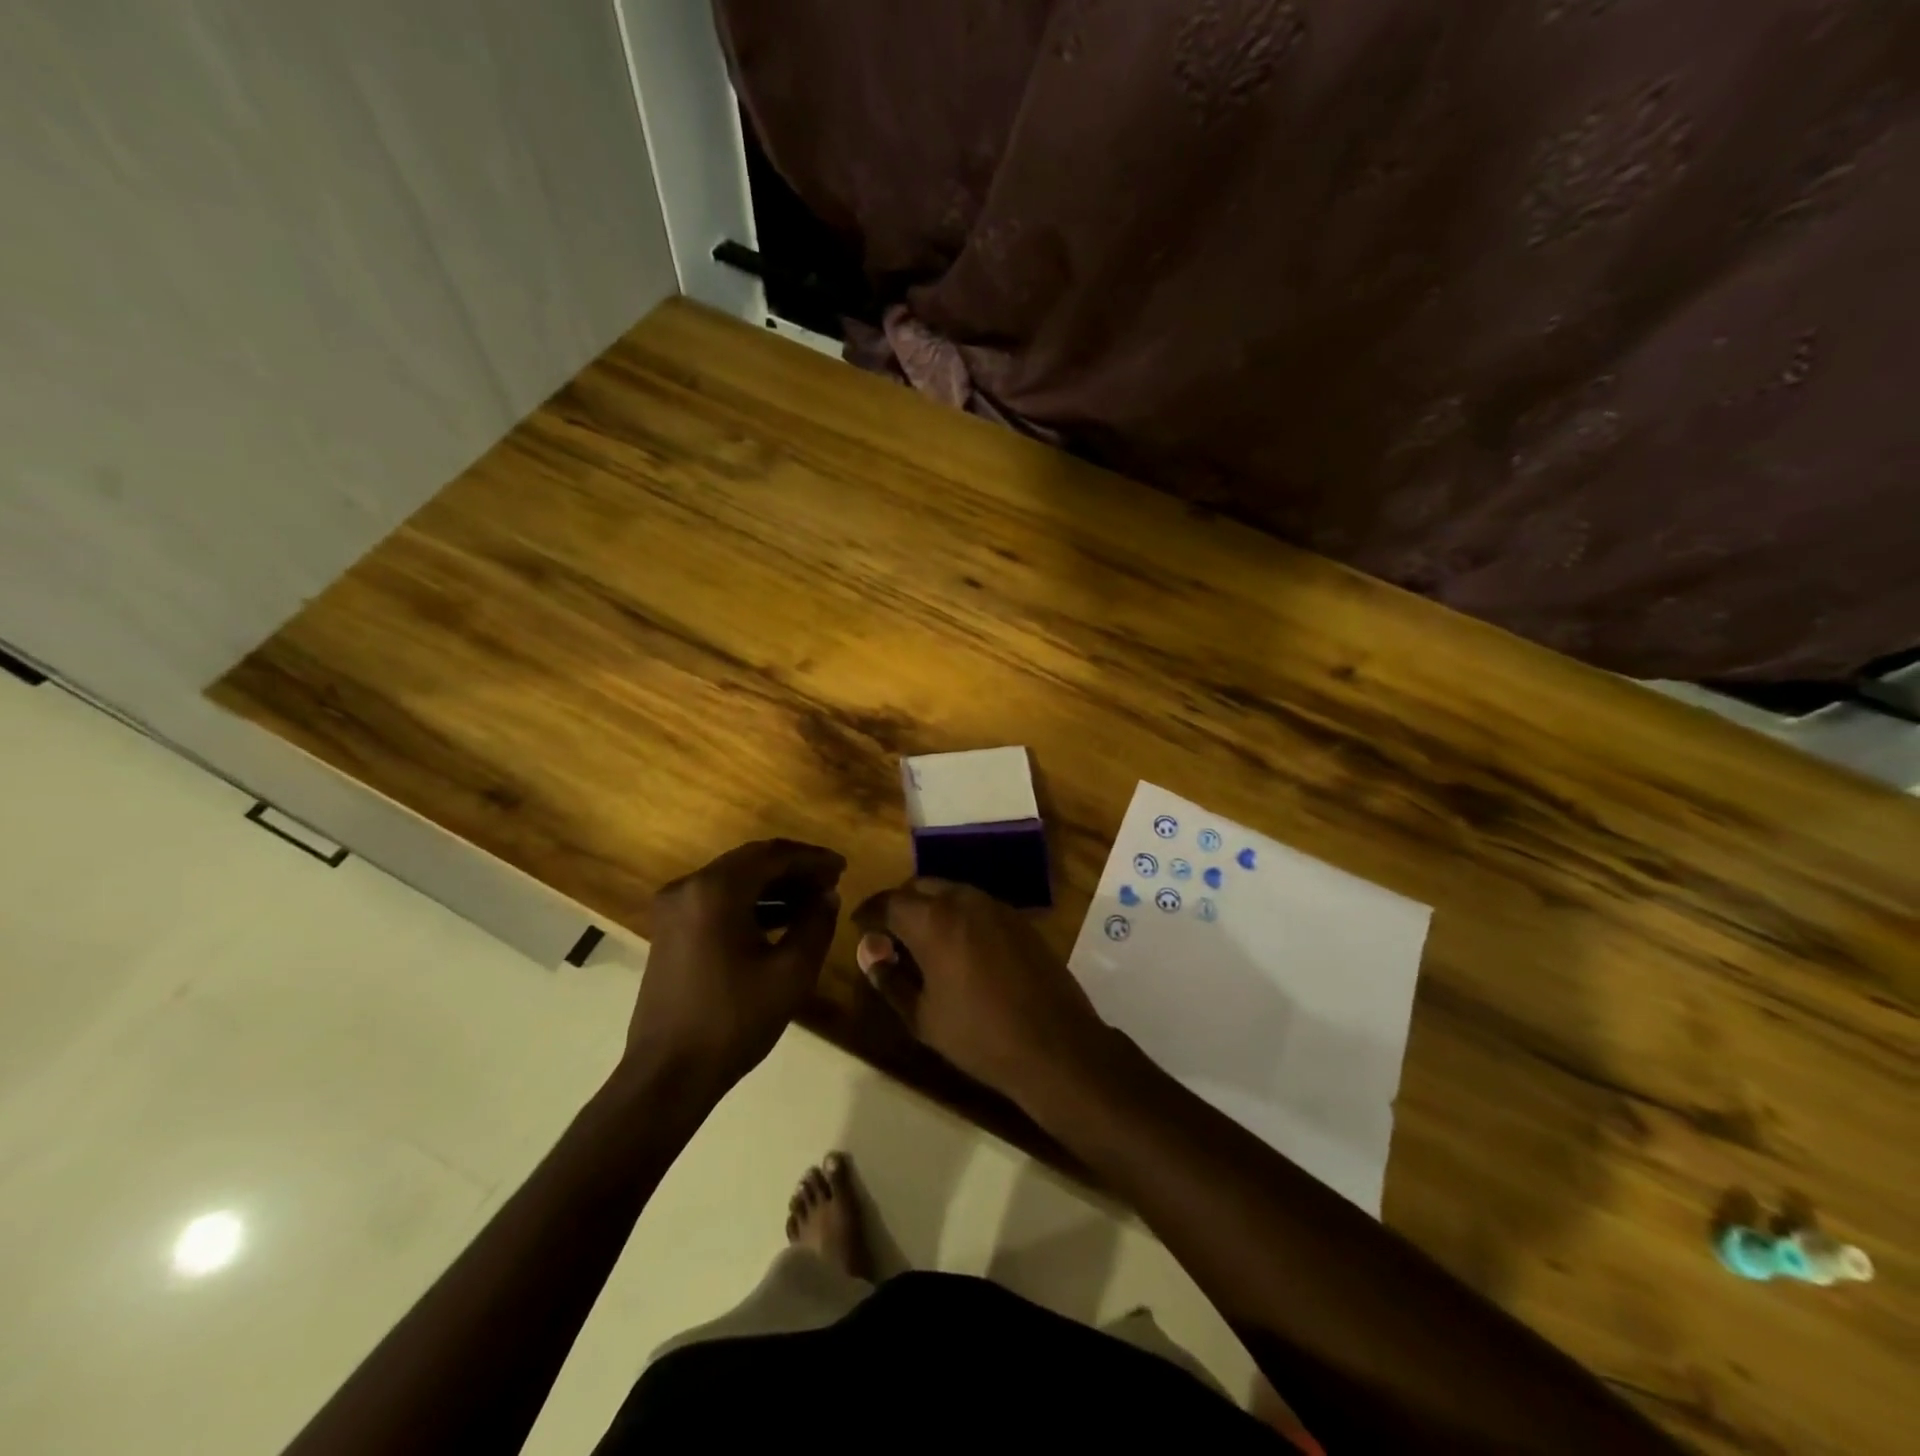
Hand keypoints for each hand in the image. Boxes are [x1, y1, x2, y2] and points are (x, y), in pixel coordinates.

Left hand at [626, 839, 845, 1091]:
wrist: (667, 1075)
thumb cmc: (733, 1020)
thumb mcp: (791, 973)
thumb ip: (816, 924)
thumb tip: (827, 896)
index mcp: (716, 890)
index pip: (773, 855)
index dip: (812, 858)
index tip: (842, 868)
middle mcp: (689, 887)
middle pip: (751, 862)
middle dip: (794, 869)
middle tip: (831, 882)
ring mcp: (674, 909)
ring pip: (734, 881)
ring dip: (773, 886)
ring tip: (813, 901)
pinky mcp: (670, 931)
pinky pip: (717, 901)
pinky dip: (750, 903)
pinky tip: (780, 920)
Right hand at [853, 878, 1108, 1107]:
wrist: (1055, 1044)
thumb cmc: (980, 1036)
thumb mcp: (922, 1017)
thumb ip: (890, 979)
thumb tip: (870, 954)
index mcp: (934, 921)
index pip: (888, 902)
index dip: (868, 913)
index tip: (859, 927)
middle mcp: (965, 900)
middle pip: (920, 887)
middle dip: (899, 905)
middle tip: (888, 935)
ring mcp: (996, 906)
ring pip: (951, 892)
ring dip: (930, 908)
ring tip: (921, 942)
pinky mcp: (1019, 919)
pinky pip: (977, 905)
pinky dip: (958, 916)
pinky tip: (958, 948)